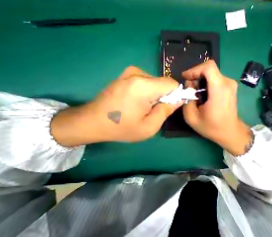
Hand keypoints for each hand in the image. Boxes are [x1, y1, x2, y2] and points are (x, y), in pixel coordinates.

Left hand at [52, 66, 183, 145]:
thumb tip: (179, 99)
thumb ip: (166, 111)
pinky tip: (135, 102)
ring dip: (154, 95)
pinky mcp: (125, 75)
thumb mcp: (149, 127)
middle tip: (153, 111)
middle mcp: (137, 73)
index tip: (169, 107)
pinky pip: (145, 81)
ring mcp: (129, 72)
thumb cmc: (121, 128)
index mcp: (144, 86)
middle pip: (163, 83)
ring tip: (142, 107)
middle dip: (164, 96)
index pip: (172, 84)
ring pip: (154, 82)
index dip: (176, 95)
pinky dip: (146, 91)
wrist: (93, 121)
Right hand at [182, 60, 253, 155]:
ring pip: (212, 74)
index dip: (194, 69)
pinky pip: (216, 79)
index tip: (185, 78)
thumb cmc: (211, 127)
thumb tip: (189, 86)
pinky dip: (206, 84)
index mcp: (219, 90)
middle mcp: (227, 83)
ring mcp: (231, 85)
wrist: (230, 132)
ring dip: (200, 81)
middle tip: (189, 89)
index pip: (208, 67)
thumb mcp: (192, 118)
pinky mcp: (230, 88)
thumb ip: (187, 100)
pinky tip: (203, 95)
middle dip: (195, 76)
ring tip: (195, 94)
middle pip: (209, 69)